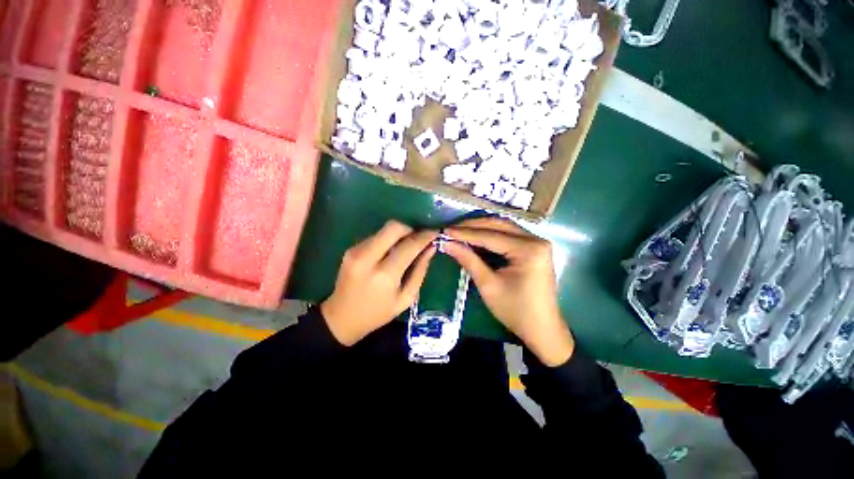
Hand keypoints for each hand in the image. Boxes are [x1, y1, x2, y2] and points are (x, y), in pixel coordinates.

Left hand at [321, 221, 436, 345]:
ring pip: (384, 230)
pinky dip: (387, 240)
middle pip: (393, 227)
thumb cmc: (378, 313)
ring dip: (399, 235)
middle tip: (418, 238)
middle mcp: (368, 258)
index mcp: (385, 275)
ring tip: (405, 247)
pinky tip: (389, 253)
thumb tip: (430, 248)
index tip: (435, 232)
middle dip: (410, 229)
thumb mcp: (406, 298)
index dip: (424, 236)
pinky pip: (375, 236)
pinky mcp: (350, 249)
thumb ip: (420, 271)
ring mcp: (356, 251)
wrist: (341, 318)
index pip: (409, 245)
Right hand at [444, 217, 573, 365]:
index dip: (465, 233)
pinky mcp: (534, 248)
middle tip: (451, 229)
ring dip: (481, 228)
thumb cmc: (515, 310)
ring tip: (460, 231)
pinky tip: (476, 237)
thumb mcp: (488, 285)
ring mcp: (537, 242)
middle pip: (499, 225)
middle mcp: (536, 240)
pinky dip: (491, 235)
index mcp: (528, 250)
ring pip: (504, 227)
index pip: (490, 236)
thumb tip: (447, 243)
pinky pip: (509, 235)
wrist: (542, 329)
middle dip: (473, 226)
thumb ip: (468, 260)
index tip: (445, 231)